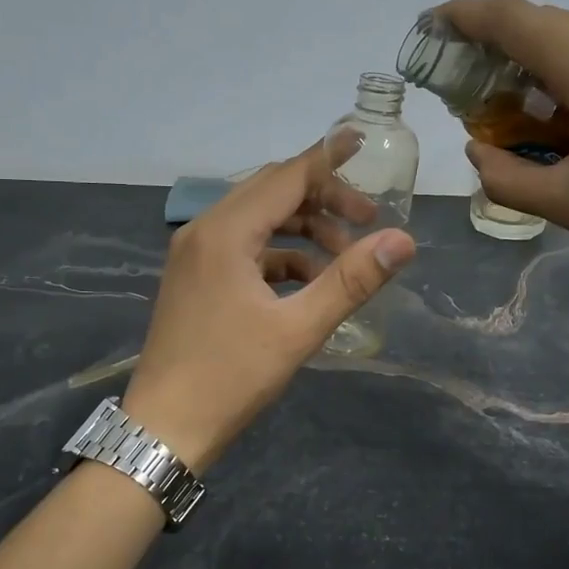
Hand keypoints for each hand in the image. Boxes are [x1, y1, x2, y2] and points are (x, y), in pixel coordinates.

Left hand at [120, 141, 416, 470]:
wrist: (165, 428)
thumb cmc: (230, 377)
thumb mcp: (298, 329)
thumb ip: (350, 280)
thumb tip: (403, 241)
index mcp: (225, 232)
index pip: (285, 177)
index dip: (326, 158)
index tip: (360, 140)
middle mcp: (204, 230)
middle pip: (271, 192)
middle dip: (323, 200)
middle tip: (369, 221)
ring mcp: (194, 255)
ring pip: (259, 221)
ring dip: (304, 230)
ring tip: (345, 259)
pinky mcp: (196, 278)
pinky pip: (245, 248)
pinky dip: (280, 255)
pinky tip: (309, 282)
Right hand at [441, 0, 568, 315]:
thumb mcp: (567, 203)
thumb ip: (505, 173)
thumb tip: (478, 149)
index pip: (517, 20)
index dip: (468, 17)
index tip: (433, 25)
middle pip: (550, 24)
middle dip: (502, 47)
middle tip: (470, 87)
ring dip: (543, 63)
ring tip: (518, 109)